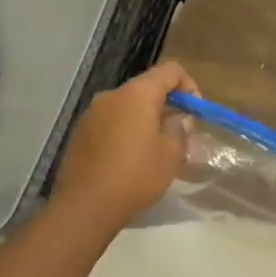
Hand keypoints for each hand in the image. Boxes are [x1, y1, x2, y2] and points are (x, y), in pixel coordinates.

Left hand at [50, 61, 197, 233]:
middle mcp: (112, 95)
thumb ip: (179, 129)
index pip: (170, 71)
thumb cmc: (135, 176)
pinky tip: (130, 160)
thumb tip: (178, 118)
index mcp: (137, 94)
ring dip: (145, 121)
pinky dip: (125, 132)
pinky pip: (111, 122)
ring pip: (127, 107)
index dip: (189, 85)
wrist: (85, 205)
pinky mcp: (80, 133)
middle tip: (178, 135)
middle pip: (146, 89)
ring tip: (155, 150)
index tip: (195, 113)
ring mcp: (91, 114)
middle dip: (166, 107)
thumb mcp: (171, 155)